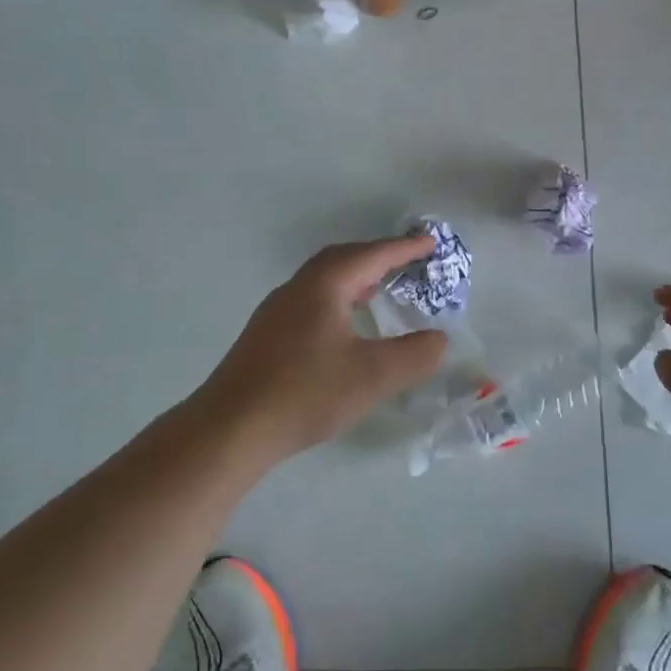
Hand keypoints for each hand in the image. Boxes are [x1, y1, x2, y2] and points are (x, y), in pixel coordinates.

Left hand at [198, 236, 447, 458]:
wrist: (232, 427)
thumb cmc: (305, 393)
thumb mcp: (372, 376)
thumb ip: (414, 355)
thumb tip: (439, 340)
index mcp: (323, 286)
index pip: (370, 255)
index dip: (403, 248)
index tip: (430, 242)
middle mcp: (297, 289)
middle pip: (342, 260)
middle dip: (377, 256)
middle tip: (407, 262)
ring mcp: (276, 312)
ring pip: (323, 281)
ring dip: (355, 278)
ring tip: (379, 289)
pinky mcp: (266, 336)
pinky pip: (311, 301)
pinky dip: (338, 299)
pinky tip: (344, 328)